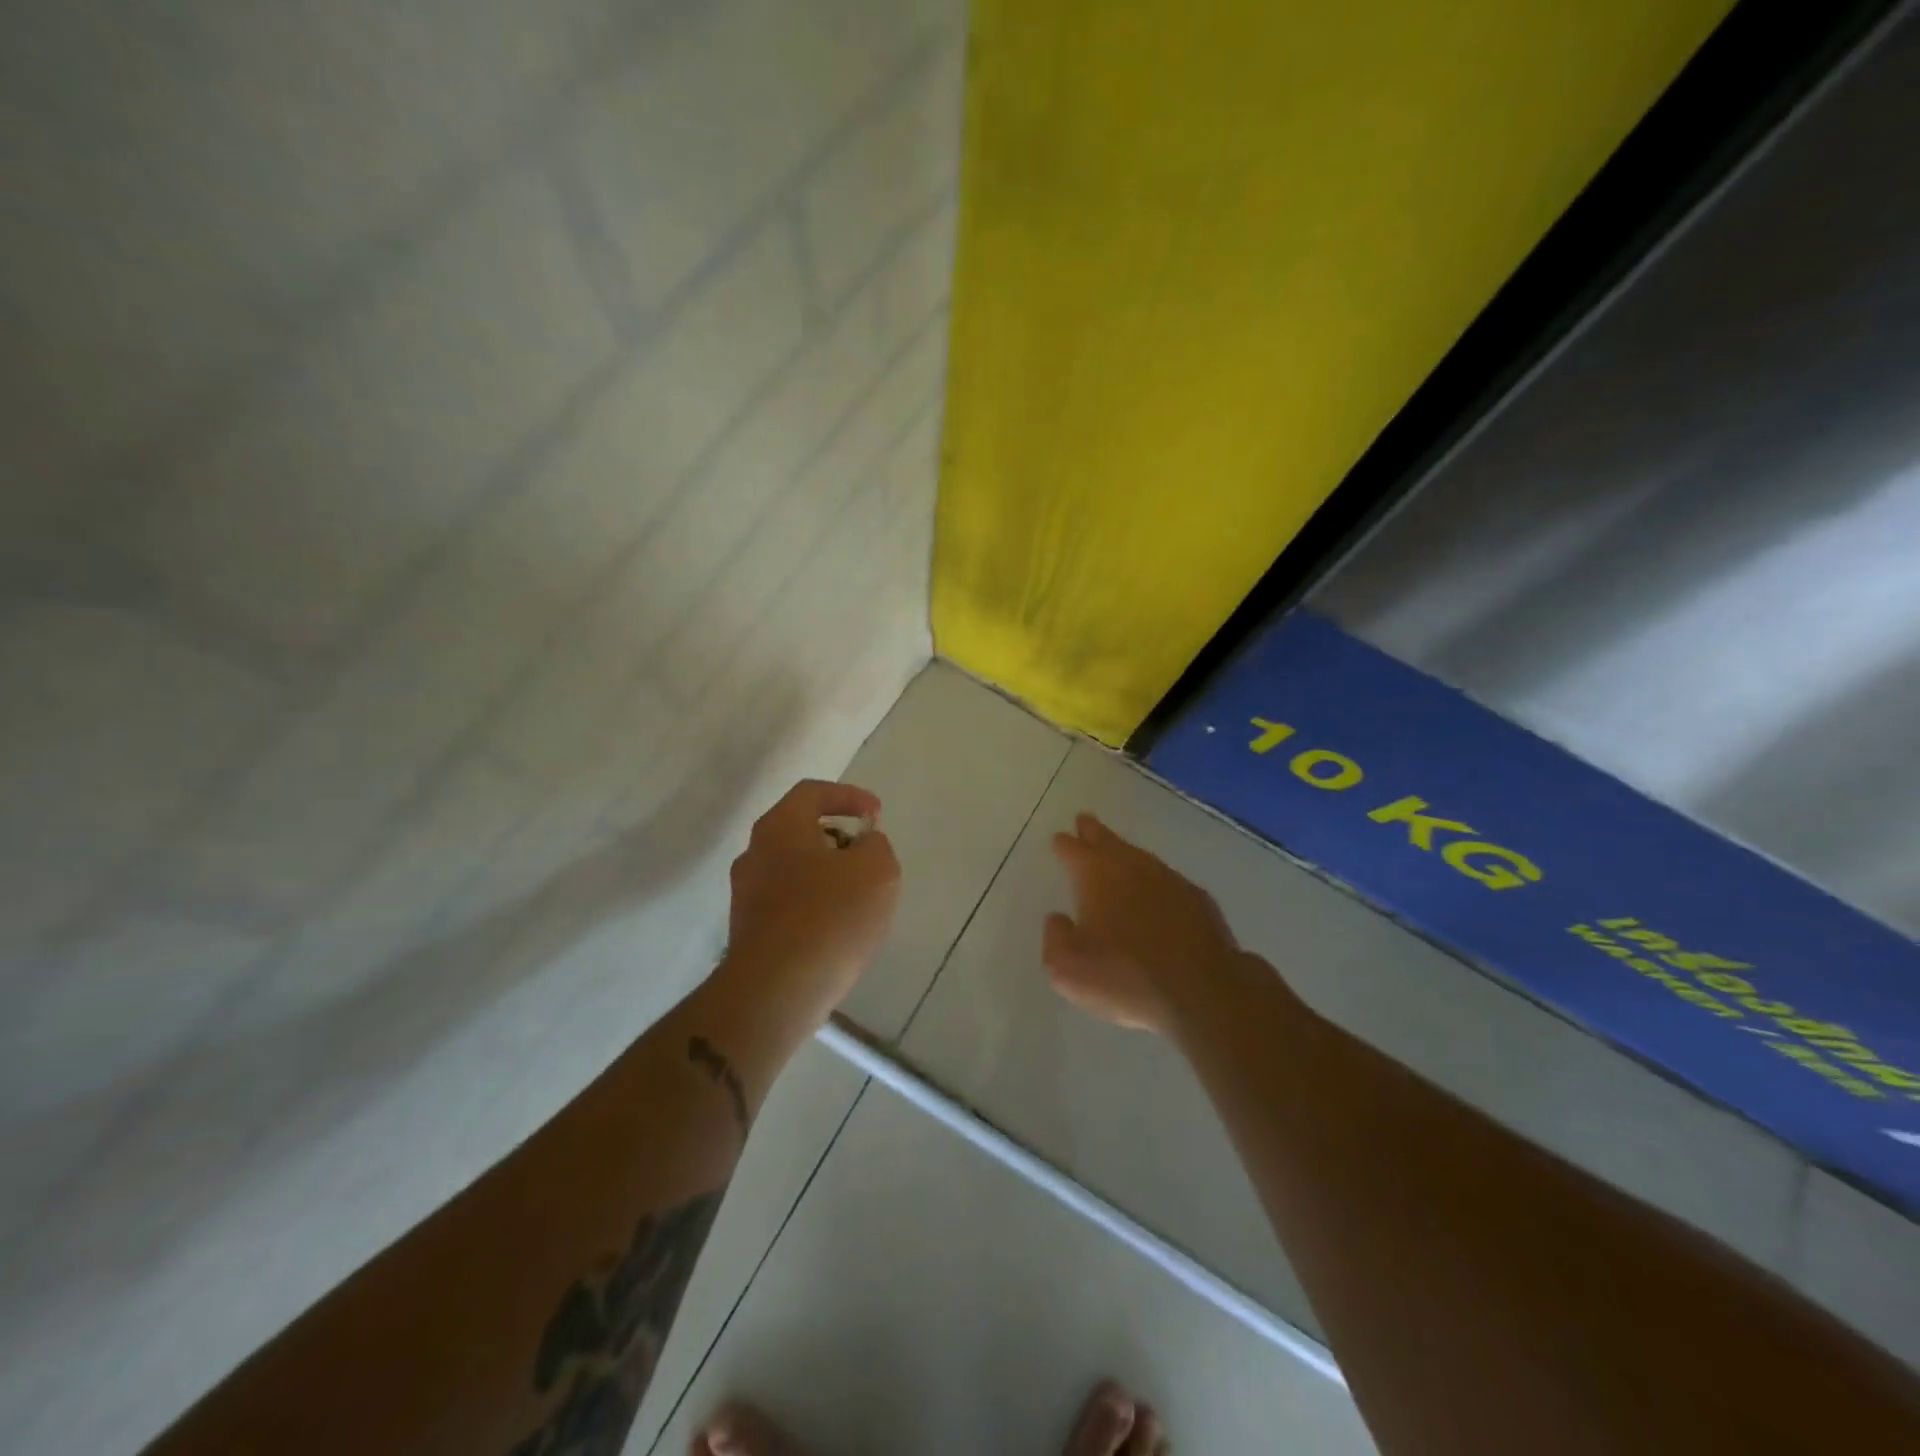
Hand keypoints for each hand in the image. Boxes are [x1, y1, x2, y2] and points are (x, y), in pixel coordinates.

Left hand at [723, 780, 900, 1020]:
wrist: (776, 991)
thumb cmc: (830, 917)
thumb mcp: (877, 869)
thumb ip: (875, 844)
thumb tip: (862, 844)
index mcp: (780, 827)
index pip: (813, 793)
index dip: (849, 796)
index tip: (876, 816)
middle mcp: (755, 854)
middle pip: (800, 830)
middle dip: (839, 838)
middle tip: (867, 858)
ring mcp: (746, 894)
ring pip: (794, 869)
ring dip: (827, 875)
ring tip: (859, 899)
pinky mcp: (749, 931)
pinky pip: (788, 904)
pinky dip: (815, 905)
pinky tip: (837, 930)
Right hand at [1045, 813, 1241, 1034]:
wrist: (1201, 991)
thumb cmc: (1125, 977)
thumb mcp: (1068, 969)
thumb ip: (1056, 939)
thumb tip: (1058, 919)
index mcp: (1096, 876)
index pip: (1074, 850)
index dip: (1064, 844)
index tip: (1059, 838)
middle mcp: (1132, 867)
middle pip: (1108, 841)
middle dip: (1094, 831)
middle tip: (1085, 821)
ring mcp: (1169, 880)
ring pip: (1139, 857)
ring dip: (1125, 853)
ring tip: (1117, 854)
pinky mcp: (1198, 899)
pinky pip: (1167, 880)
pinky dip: (1155, 881)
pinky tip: (1156, 892)